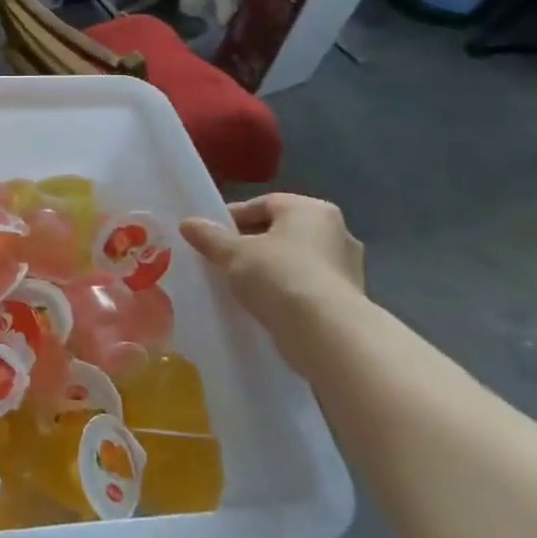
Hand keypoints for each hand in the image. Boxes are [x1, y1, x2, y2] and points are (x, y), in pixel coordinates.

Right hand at [180, 193, 364, 336]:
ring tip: (238, 284)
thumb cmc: (279, 276)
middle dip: (250, 243)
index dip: (231, 218)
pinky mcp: (348, 298)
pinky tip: (262, 303)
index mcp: (311, 210)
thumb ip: (209, 236)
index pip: (263, 204)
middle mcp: (336, 231)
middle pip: (280, 231)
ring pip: (294, 259)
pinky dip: (285, 289)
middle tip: (221, 259)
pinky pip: (305, 285)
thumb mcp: (233, 253)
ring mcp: (347, 266)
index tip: (208, 235)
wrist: (327, 332)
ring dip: (268, 268)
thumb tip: (188, 223)